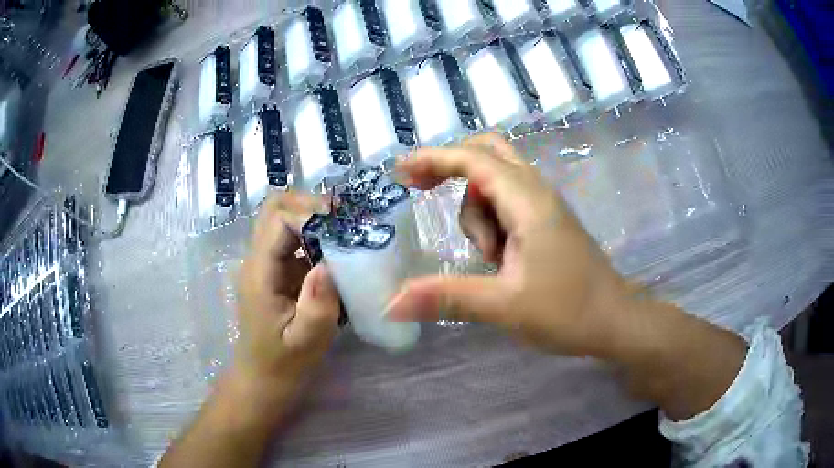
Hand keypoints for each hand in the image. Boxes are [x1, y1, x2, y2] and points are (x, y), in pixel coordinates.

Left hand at [232, 193, 340, 407]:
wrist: (263, 379)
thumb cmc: (283, 364)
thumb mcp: (306, 342)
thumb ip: (318, 305)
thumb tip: (328, 263)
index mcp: (260, 273)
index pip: (278, 220)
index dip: (309, 215)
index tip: (341, 228)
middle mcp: (257, 260)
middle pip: (273, 208)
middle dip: (308, 204)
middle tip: (342, 220)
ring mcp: (265, 264)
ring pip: (282, 218)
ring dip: (311, 217)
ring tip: (343, 230)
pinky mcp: (276, 272)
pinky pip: (292, 239)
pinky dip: (314, 235)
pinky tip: (336, 251)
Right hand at [387, 134, 634, 357]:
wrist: (616, 321)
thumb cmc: (568, 312)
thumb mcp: (503, 306)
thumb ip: (446, 298)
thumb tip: (390, 303)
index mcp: (528, 202)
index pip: (474, 160)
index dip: (433, 159)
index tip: (399, 172)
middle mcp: (537, 193)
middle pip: (487, 154)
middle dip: (451, 168)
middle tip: (421, 191)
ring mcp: (545, 207)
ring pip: (496, 183)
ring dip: (476, 212)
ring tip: (489, 260)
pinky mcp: (547, 223)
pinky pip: (508, 204)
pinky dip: (490, 220)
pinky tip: (498, 257)